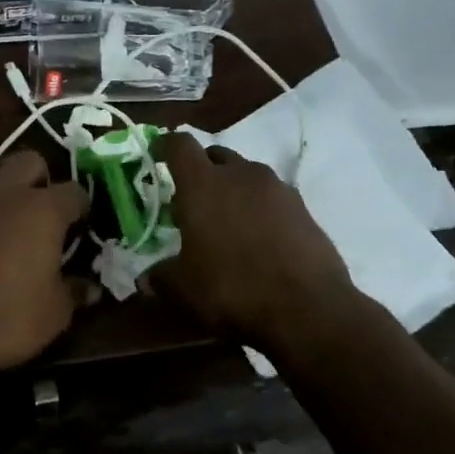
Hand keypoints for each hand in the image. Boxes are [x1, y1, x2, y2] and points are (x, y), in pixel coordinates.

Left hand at [0, 141, 90, 379]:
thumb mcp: (51, 316)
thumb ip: (73, 293)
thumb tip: (91, 288)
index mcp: (42, 210)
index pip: (74, 192)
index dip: (78, 208)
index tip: (76, 224)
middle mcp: (1, 187)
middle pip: (29, 159)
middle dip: (37, 178)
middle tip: (33, 207)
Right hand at [151, 131, 354, 347]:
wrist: (308, 308)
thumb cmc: (233, 288)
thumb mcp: (183, 289)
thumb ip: (160, 277)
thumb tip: (146, 279)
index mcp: (203, 184)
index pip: (179, 145)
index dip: (165, 146)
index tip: (157, 155)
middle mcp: (241, 174)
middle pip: (215, 155)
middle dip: (200, 171)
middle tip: (191, 201)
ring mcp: (277, 188)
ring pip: (246, 175)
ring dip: (232, 189)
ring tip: (227, 222)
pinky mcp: (303, 207)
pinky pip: (272, 196)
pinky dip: (259, 208)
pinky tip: (258, 238)